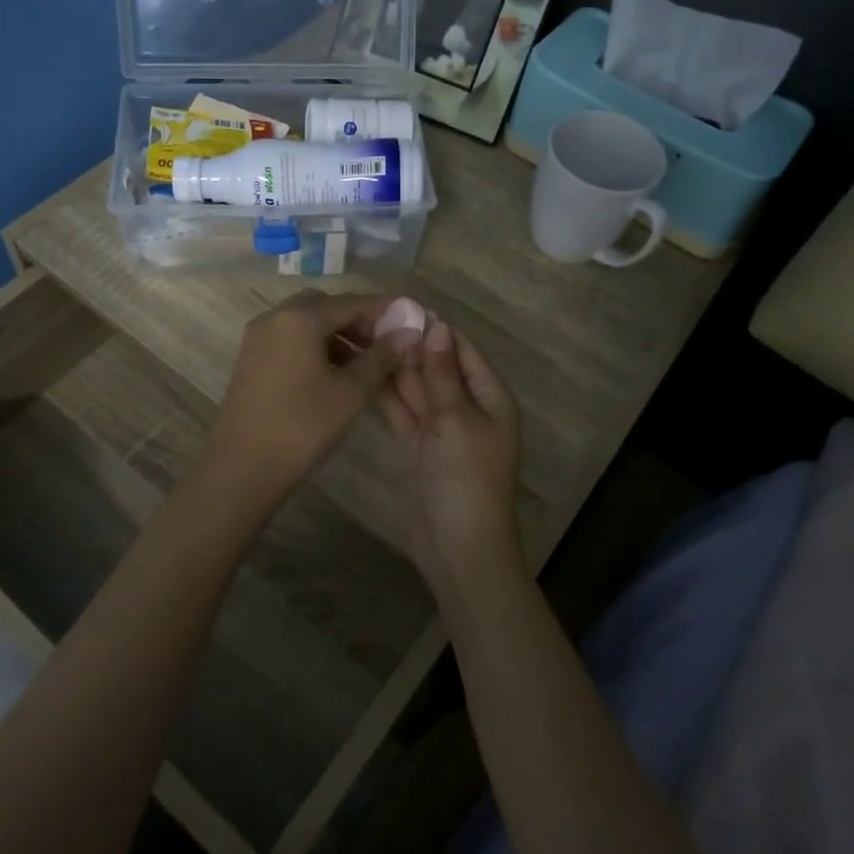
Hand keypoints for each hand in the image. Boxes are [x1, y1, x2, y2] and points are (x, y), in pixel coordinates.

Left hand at [202, 292, 419, 509]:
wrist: (242, 468)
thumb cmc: (302, 427)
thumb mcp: (350, 392)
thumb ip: (381, 357)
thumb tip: (408, 332)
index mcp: (299, 318)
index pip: (351, 302)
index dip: (384, 310)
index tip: (412, 321)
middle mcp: (274, 318)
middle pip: (326, 307)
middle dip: (358, 322)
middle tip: (386, 345)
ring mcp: (258, 339)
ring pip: (307, 324)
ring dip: (339, 337)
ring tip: (368, 365)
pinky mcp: (252, 360)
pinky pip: (291, 341)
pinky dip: (317, 348)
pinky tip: (337, 375)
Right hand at [381, 318, 524, 593]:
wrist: (459, 546)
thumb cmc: (467, 477)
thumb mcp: (456, 419)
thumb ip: (442, 374)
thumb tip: (437, 327)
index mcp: (490, 398)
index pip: (463, 351)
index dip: (436, 329)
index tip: (402, 306)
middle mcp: (468, 409)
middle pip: (439, 368)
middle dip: (411, 347)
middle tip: (372, 321)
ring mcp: (443, 429)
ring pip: (418, 390)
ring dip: (396, 369)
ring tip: (363, 340)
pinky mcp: (421, 448)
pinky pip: (405, 413)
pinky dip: (389, 397)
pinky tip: (365, 375)